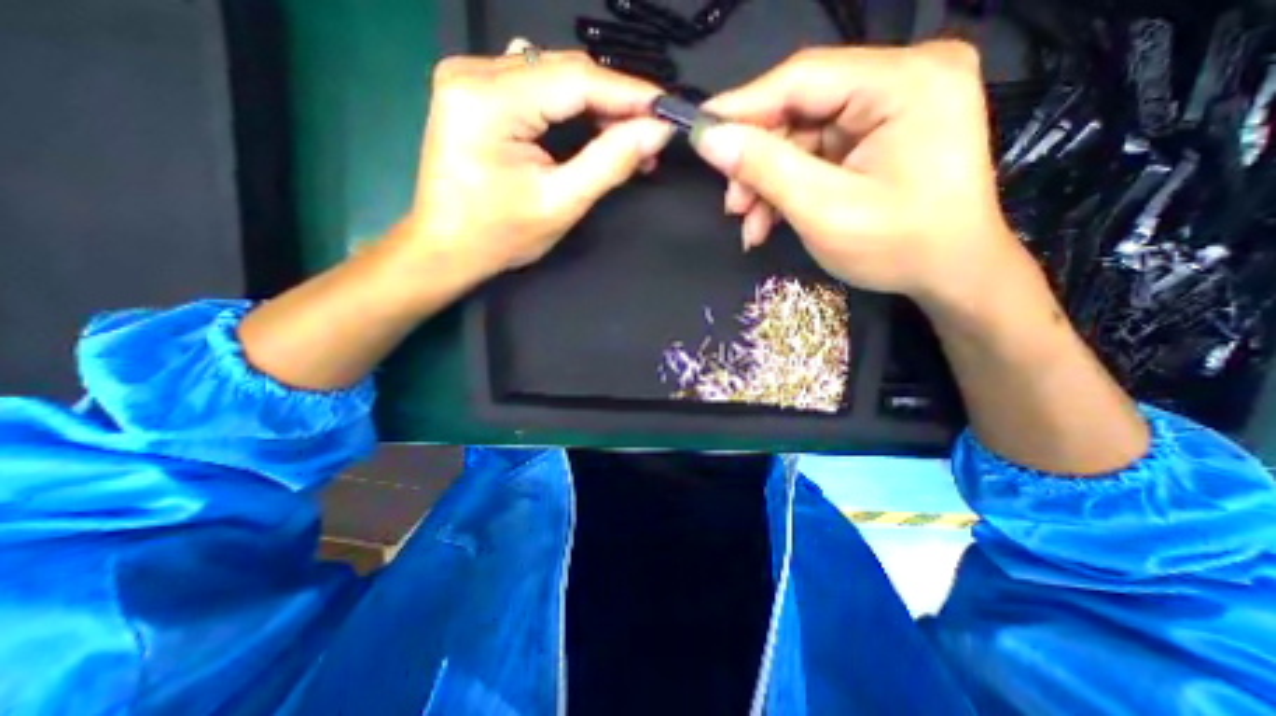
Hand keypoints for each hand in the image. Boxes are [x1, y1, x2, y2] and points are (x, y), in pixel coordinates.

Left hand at [396, 36, 670, 280]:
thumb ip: (610, 163)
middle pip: (564, 72)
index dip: (628, 92)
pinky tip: (592, 127)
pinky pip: (537, 85)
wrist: (448, 248)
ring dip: (596, 105)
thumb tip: (655, 130)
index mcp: (489, 100)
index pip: (575, 80)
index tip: (667, 109)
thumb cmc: (500, 236)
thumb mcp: (561, 204)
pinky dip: (571, 106)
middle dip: (614, 103)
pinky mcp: (475, 91)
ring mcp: (470, 77)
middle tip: (651, 135)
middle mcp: (474, 72)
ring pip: (554, 76)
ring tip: (628, 137)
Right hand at [689, 40, 1023, 304]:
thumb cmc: (897, 247)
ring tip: (749, 224)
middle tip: (731, 205)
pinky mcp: (881, 133)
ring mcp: (893, 106)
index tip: (698, 131)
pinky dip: (788, 187)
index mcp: (906, 81)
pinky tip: (769, 220)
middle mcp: (904, 77)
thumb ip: (764, 168)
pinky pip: (818, 153)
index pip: (802, 77)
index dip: (742, 106)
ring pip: (803, 136)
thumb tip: (709, 139)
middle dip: (757, 162)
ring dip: (768, 182)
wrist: (950, 275)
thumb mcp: (823, 210)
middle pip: (801, 108)